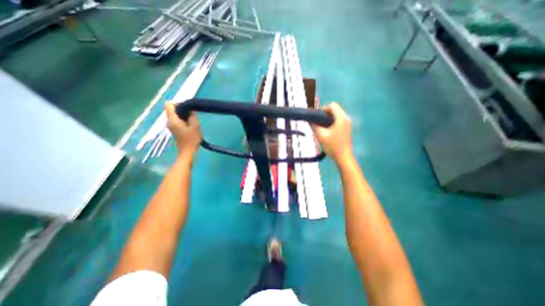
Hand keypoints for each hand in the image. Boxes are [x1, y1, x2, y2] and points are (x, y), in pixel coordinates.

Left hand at [166, 103, 200, 155]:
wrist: (187, 152)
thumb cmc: (191, 139)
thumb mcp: (195, 127)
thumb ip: (192, 117)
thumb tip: (190, 111)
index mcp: (173, 120)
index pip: (169, 105)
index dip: (178, 103)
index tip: (187, 107)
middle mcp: (169, 121)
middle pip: (172, 109)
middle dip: (182, 109)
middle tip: (192, 114)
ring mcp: (171, 126)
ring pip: (175, 115)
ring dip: (183, 115)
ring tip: (193, 119)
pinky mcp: (174, 130)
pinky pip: (177, 120)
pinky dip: (183, 120)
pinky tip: (190, 125)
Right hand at [311, 103, 353, 163]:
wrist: (343, 157)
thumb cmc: (332, 146)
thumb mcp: (321, 135)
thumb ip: (314, 126)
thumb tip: (308, 120)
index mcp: (341, 117)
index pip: (332, 105)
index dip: (323, 109)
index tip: (317, 118)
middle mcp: (346, 118)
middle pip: (334, 109)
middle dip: (324, 114)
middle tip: (317, 123)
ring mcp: (347, 123)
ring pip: (336, 115)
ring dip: (327, 118)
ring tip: (321, 127)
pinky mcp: (347, 128)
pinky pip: (338, 120)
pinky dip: (331, 122)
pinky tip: (327, 131)